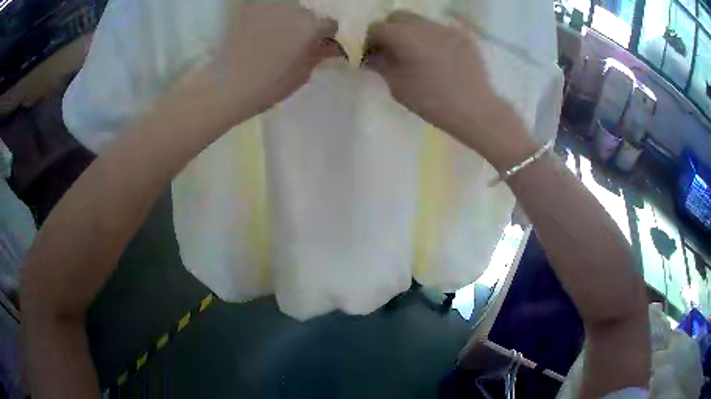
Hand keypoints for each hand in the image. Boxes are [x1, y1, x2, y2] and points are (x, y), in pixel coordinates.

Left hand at [212, 3, 342, 120]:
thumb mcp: (302, 74)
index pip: (330, 24)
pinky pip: (267, 10)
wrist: (227, 85)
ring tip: (276, 38)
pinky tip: (260, 33)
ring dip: (288, 20)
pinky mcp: (250, 9)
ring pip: (288, 10)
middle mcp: (294, 9)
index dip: (326, 36)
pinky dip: (269, 18)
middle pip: (308, 14)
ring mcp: (270, 7)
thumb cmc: (269, 86)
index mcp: (311, 25)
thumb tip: (331, 45)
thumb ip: (319, 54)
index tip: (320, 46)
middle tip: (296, 44)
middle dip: (307, 26)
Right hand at [364, 11, 533, 165]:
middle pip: (397, 17)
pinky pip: (439, 29)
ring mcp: (447, 28)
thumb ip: (380, 65)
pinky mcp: (463, 35)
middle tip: (392, 51)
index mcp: (407, 38)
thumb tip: (370, 56)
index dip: (370, 41)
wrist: (477, 111)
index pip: (377, 27)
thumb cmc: (434, 104)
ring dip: (410, 32)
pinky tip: (437, 57)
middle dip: (389, 31)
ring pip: (419, 21)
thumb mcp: (398, 88)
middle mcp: (426, 26)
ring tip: (417, 54)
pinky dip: (431, 38)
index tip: (372, 55)